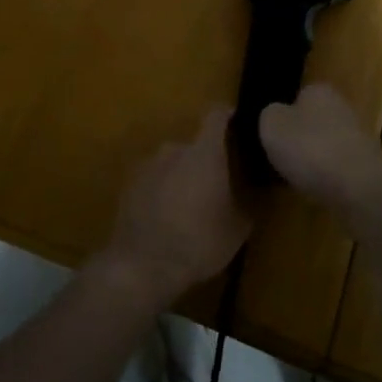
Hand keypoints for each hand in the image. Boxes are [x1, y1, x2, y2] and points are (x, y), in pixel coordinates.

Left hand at [100, 110, 250, 305]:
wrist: (141, 266)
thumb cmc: (198, 242)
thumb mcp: (237, 229)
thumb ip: (247, 203)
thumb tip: (253, 193)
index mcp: (204, 152)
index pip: (216, 115)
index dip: (228, 115)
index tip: (237, 124)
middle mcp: (174, 149)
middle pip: (194, 145)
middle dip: (205, 161)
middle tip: (215, 186)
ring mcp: (147, 165)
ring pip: (172, 164)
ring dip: (182, 177)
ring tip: (189, 206)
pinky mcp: (128, 185)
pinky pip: (153, 180)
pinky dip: (161, 191)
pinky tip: (166, 218)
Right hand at [259, 84, 381, 211]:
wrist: (358, 187)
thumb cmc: (310, 148)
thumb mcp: (271, 125)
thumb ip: (269, 115)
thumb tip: (276, 116)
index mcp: (319, 90)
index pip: (298, 96)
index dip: (284, 115)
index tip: (273, 136)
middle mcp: (343, 107)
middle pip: (315, 121)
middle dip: (301, 137)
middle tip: (282, 158)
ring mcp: (359, 138)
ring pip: (327, 145)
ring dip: (315, 159)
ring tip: (296, 178)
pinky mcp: (368, 167)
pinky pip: (339, 169)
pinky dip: (328, 178)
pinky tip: (318, 192)